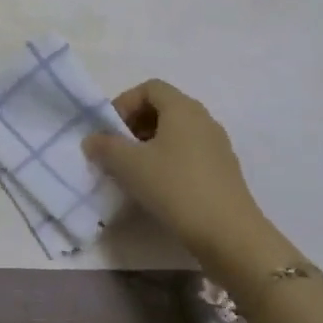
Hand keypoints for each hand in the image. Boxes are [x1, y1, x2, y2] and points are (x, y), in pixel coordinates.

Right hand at [83, 79, 273, 267]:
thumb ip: (105, 147)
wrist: (229, 235)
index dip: (125, 102)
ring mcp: (217, 145)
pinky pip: (190, 153)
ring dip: (151, 145)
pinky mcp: (224, 171)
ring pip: (177, 133)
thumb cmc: (176, 188)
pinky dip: (170, 161)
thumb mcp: (130, 166)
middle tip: (118, 150)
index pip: (150, 88)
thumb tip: (92, 140)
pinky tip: (159, 188)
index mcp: (182, 108)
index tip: (110, 129)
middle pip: (164, 108)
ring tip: (135, 171)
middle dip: (135, 124)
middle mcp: (203, 119)